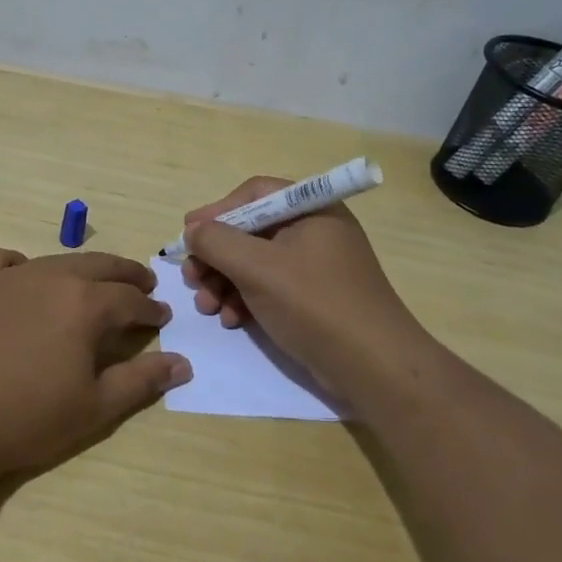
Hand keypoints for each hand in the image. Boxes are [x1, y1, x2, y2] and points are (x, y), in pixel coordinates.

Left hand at [0, 248, 191, 481]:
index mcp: (86, 303)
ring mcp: (9, 277)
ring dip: (82, 270)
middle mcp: (51, 277)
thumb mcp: (94, 407)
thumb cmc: (25, 417)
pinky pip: (2, 261)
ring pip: (56, 261)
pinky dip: (20, 266)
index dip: (150, 309)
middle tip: (142, 283)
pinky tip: (21, 281)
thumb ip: (141, 381)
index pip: (130, 299)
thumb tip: (183, 363)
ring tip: (90, 283)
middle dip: (126, 275)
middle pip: (100, 267)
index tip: (162, 316)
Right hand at [180, 177, 426, 405]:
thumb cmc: (315, 304)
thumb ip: (217, 242)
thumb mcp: (258, 267)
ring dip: (224, 281)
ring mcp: (315, 266)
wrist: (373, 367)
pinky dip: (245, 299)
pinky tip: (231, 320)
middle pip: (250, 230)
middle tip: (191, 277)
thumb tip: (193, 231)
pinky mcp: (313, 298)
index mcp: (311, 209)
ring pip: (255, 262)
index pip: (254, 194)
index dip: (217, 211)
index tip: (188, 234)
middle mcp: (315, 231)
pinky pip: (269, 287)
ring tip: (207, 307)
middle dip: (216, 255)